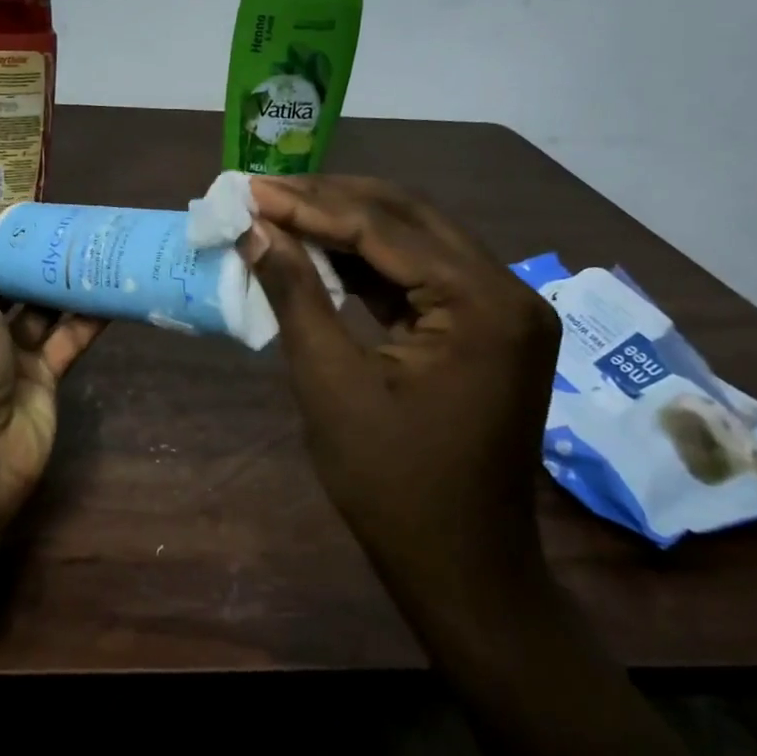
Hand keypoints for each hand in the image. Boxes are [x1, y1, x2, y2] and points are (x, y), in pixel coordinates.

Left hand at [0, 206, 102, 524]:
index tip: (26, 212)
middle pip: (9, 287)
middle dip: (35, 260)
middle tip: (71, 224)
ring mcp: (10, 357)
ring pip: (41, 312)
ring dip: (64, 285)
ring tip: (96, 247)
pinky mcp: (43, 379)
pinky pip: (66, 341)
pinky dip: (86, 319)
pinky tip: (110, 290)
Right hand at [241, 175, 562, 621]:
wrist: (459, 564)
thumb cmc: (391, 482)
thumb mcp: (330, 383)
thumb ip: (295, 295)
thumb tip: (256, 230)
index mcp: (482, 304)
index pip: (385, 229)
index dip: (310, 205)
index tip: (250, 190)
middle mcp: (506, 292)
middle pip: (409, 219)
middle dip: (331, 200)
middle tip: (265, 193)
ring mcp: (500, 311)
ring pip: (415, 241)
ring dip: (348, 226)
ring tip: (283, 212)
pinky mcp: (483, 330)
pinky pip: (421, 277)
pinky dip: (368, 263)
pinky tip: (319, 253)